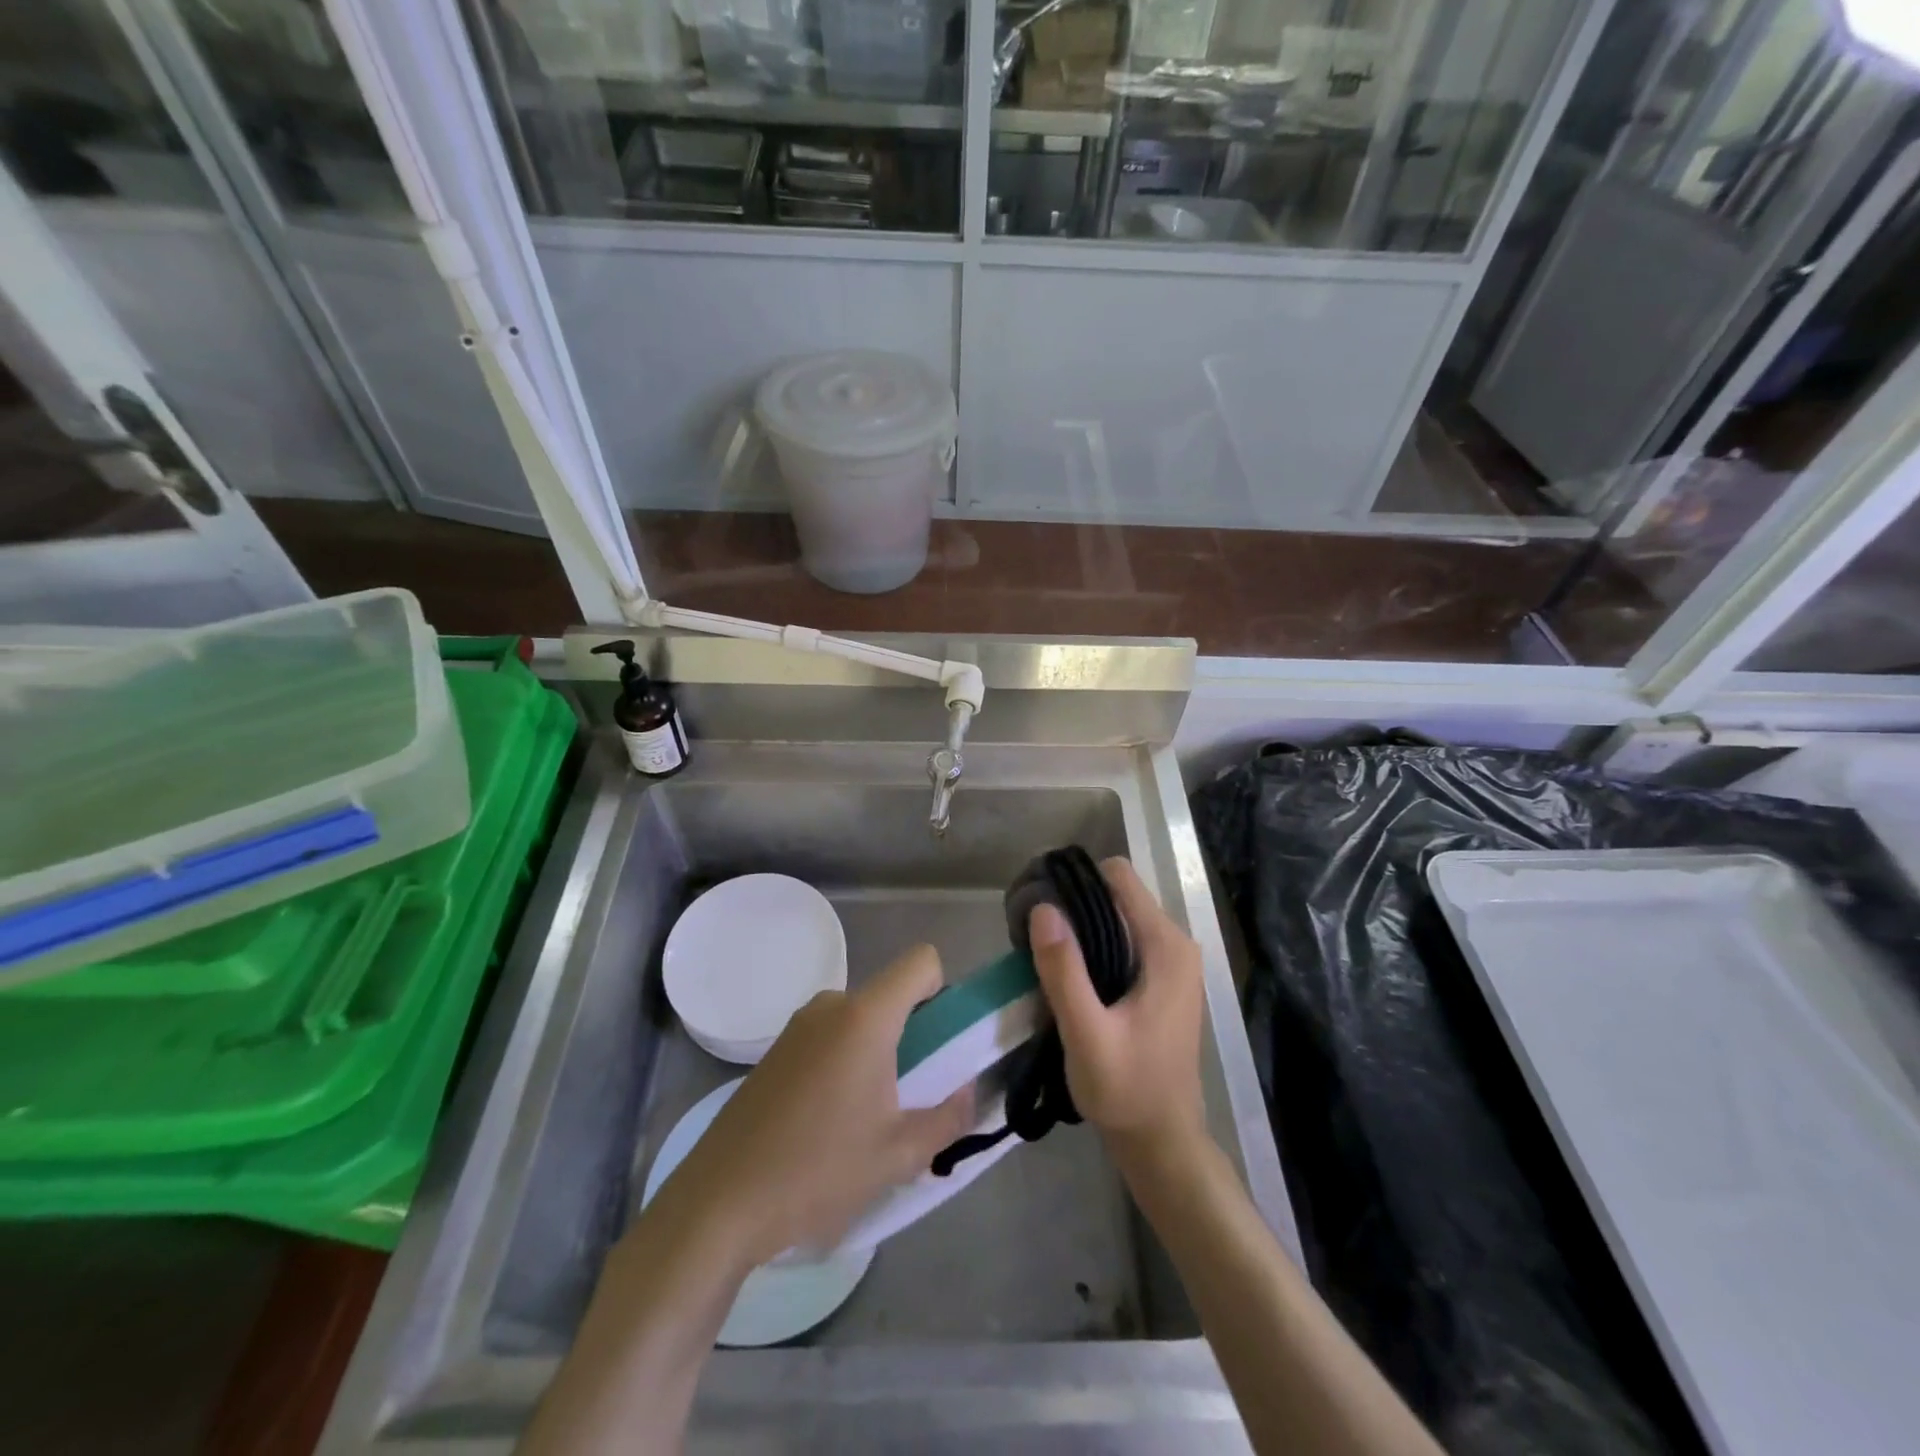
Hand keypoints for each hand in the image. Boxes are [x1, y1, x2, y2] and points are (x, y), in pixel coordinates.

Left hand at [654, 944, 975, 1269]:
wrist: (718, 1202)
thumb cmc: (817, 1171)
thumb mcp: (898, 1155)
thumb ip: (948, 1119)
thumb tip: (969, 1094)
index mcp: (865, 1017)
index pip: (921, 962)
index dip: (943, 991)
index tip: (941, 1043)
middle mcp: (831, 1005)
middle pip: (890, 995)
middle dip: (912, 1034)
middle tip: (911, 1095)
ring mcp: (797, 1026)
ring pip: (859, 1019)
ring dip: (877, 1052)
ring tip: (868, 1118)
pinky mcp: (775, 1050)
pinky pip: (829, 1037)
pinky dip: (844, 1062)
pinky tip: (828, 1122)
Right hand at [1029, 857, 1204, 1159]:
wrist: (1162, 1141)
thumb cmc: (1126, 1090)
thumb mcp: (1086, 1033)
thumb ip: (1064, 971)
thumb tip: (1043, 908)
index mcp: (1165, 947)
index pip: (1119, 876)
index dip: (1077, 881)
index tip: (1041, 905)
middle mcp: (1175, 944)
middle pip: (1118, 894)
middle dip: (1076, 905)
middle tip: (1036, 936)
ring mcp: (1172, 962)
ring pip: (1118, 917)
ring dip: (1083, 928)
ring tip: (1048, 956)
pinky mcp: (1163, 979)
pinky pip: (1124, 940)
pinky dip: (1096, 947)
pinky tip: (1072, 975)